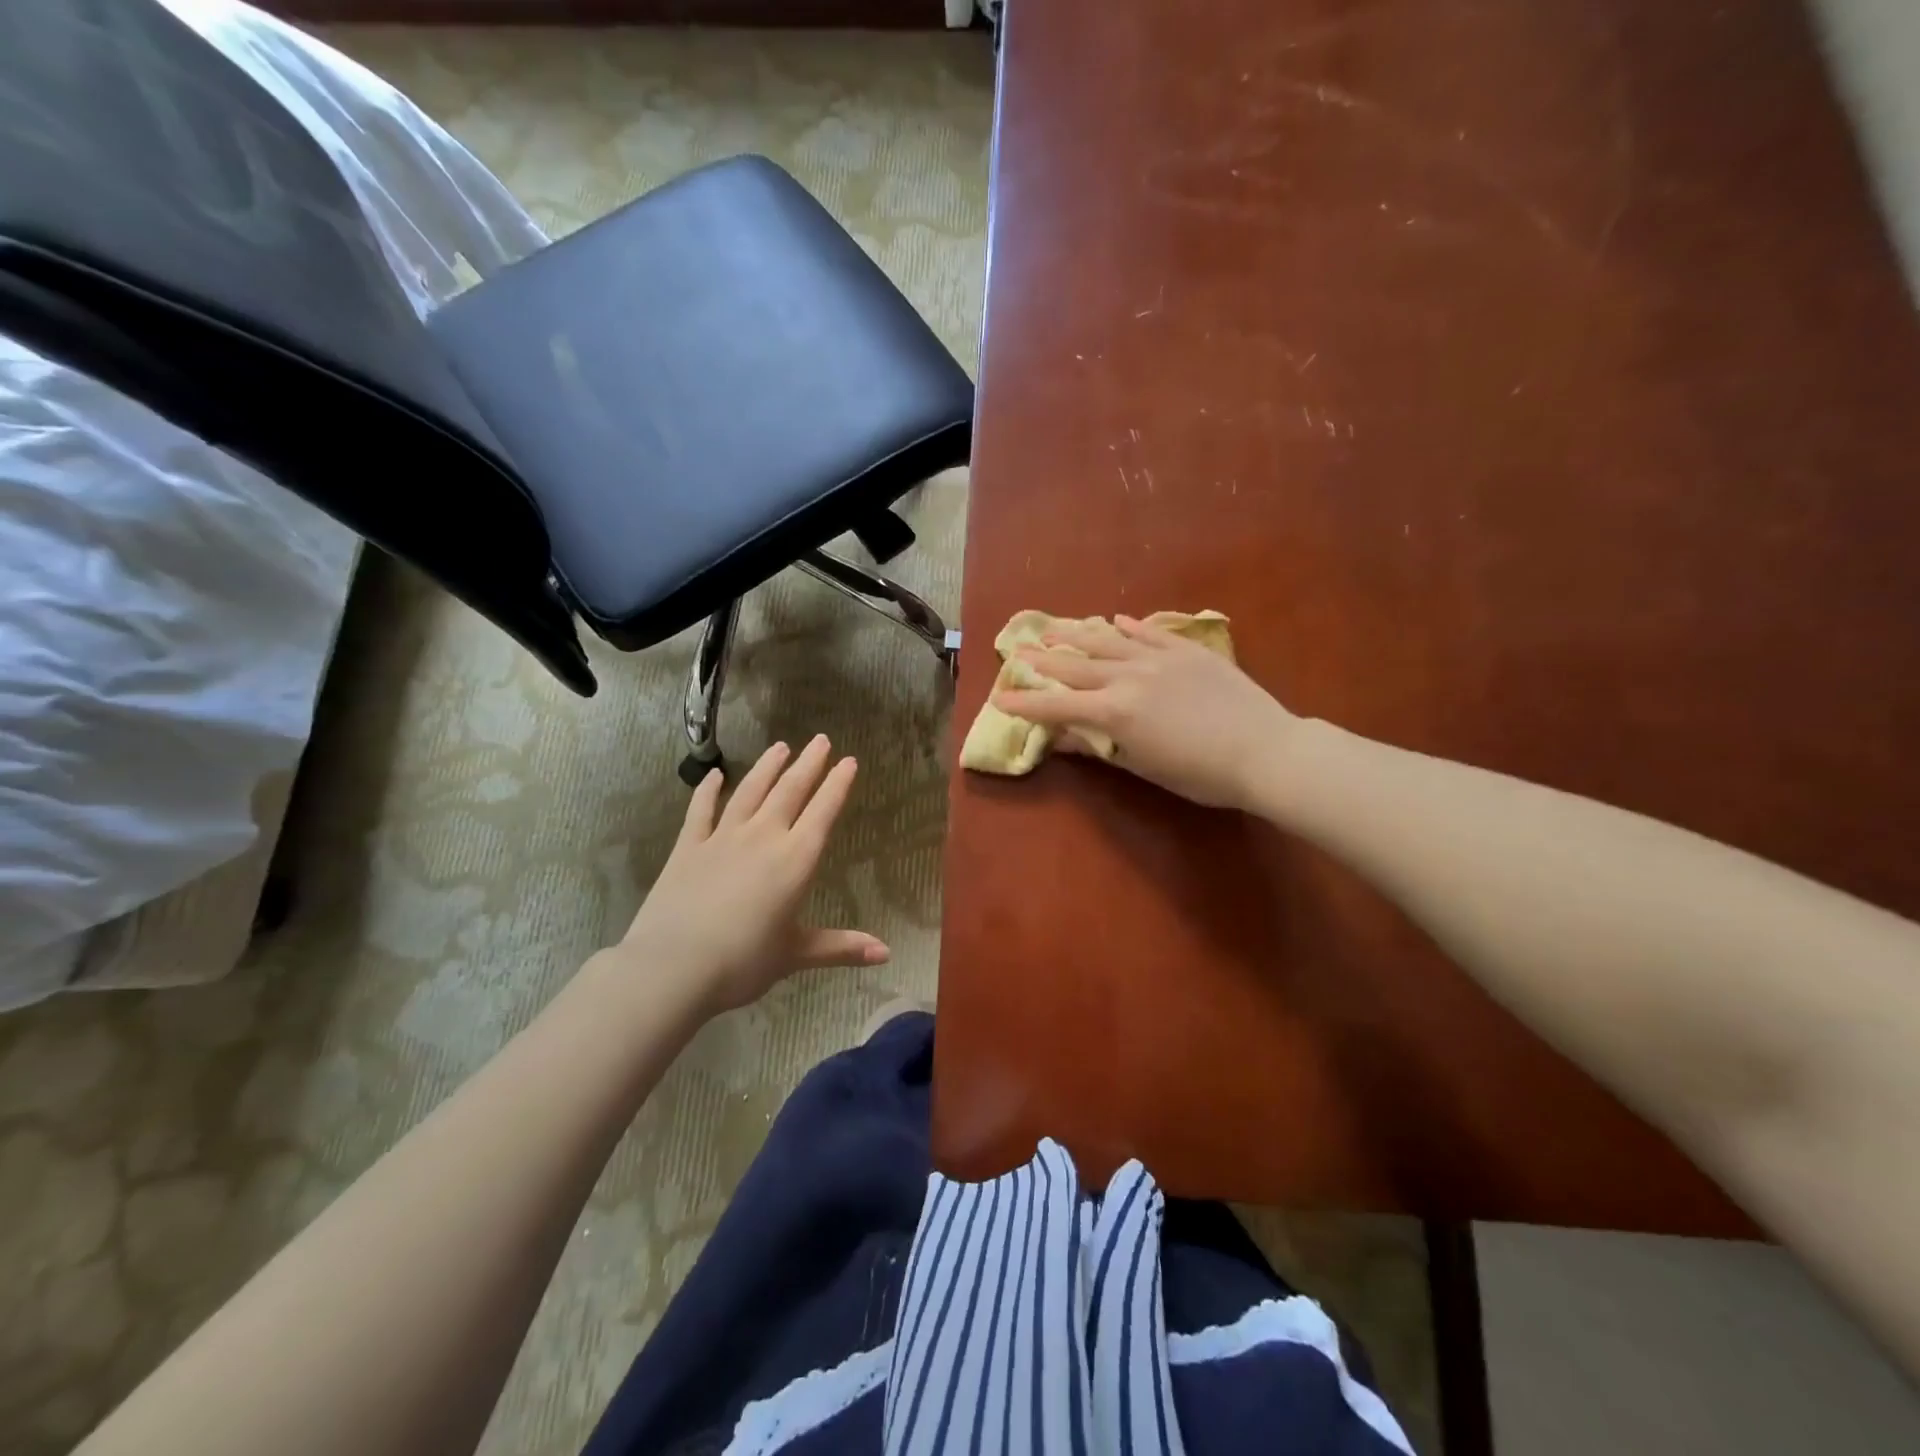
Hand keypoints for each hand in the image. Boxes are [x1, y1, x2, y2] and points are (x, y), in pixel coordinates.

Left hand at [616, 736, 888, 1013]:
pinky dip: (709, 790)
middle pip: (790, 791)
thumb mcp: (796, 954)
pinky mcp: (689, 846)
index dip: (838, 784)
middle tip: (820, 740)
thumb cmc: (743, 962)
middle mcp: (763, 837)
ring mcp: (723, 837)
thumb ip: (841, 947)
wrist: (673, 967)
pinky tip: (715, 775)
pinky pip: (701, 810)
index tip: (848, 760)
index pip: (823, 811)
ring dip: (768, 767)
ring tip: (781, 746)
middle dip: (808, 764)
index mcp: (795, 860)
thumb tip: (888, 953)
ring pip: (750, 791)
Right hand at [994, 615, 1298, 809]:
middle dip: (1042, 660)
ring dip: (1075, 634)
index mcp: (1114, 712)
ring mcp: (1158, 657)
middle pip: (1075, 665)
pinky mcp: (1186, 650)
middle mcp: (1128, 677)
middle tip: (1018, 652)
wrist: (1266, 750)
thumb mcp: (1143, 768)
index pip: (1057, 706)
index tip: (1000, 697)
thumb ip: (1099, 748)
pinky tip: (1114, 619)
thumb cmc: (1202, 774)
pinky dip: (1128, 626)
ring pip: (1107, 641)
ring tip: (1052, 627)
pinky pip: (1148, 632)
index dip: (1026, 703)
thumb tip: (1061, 738)